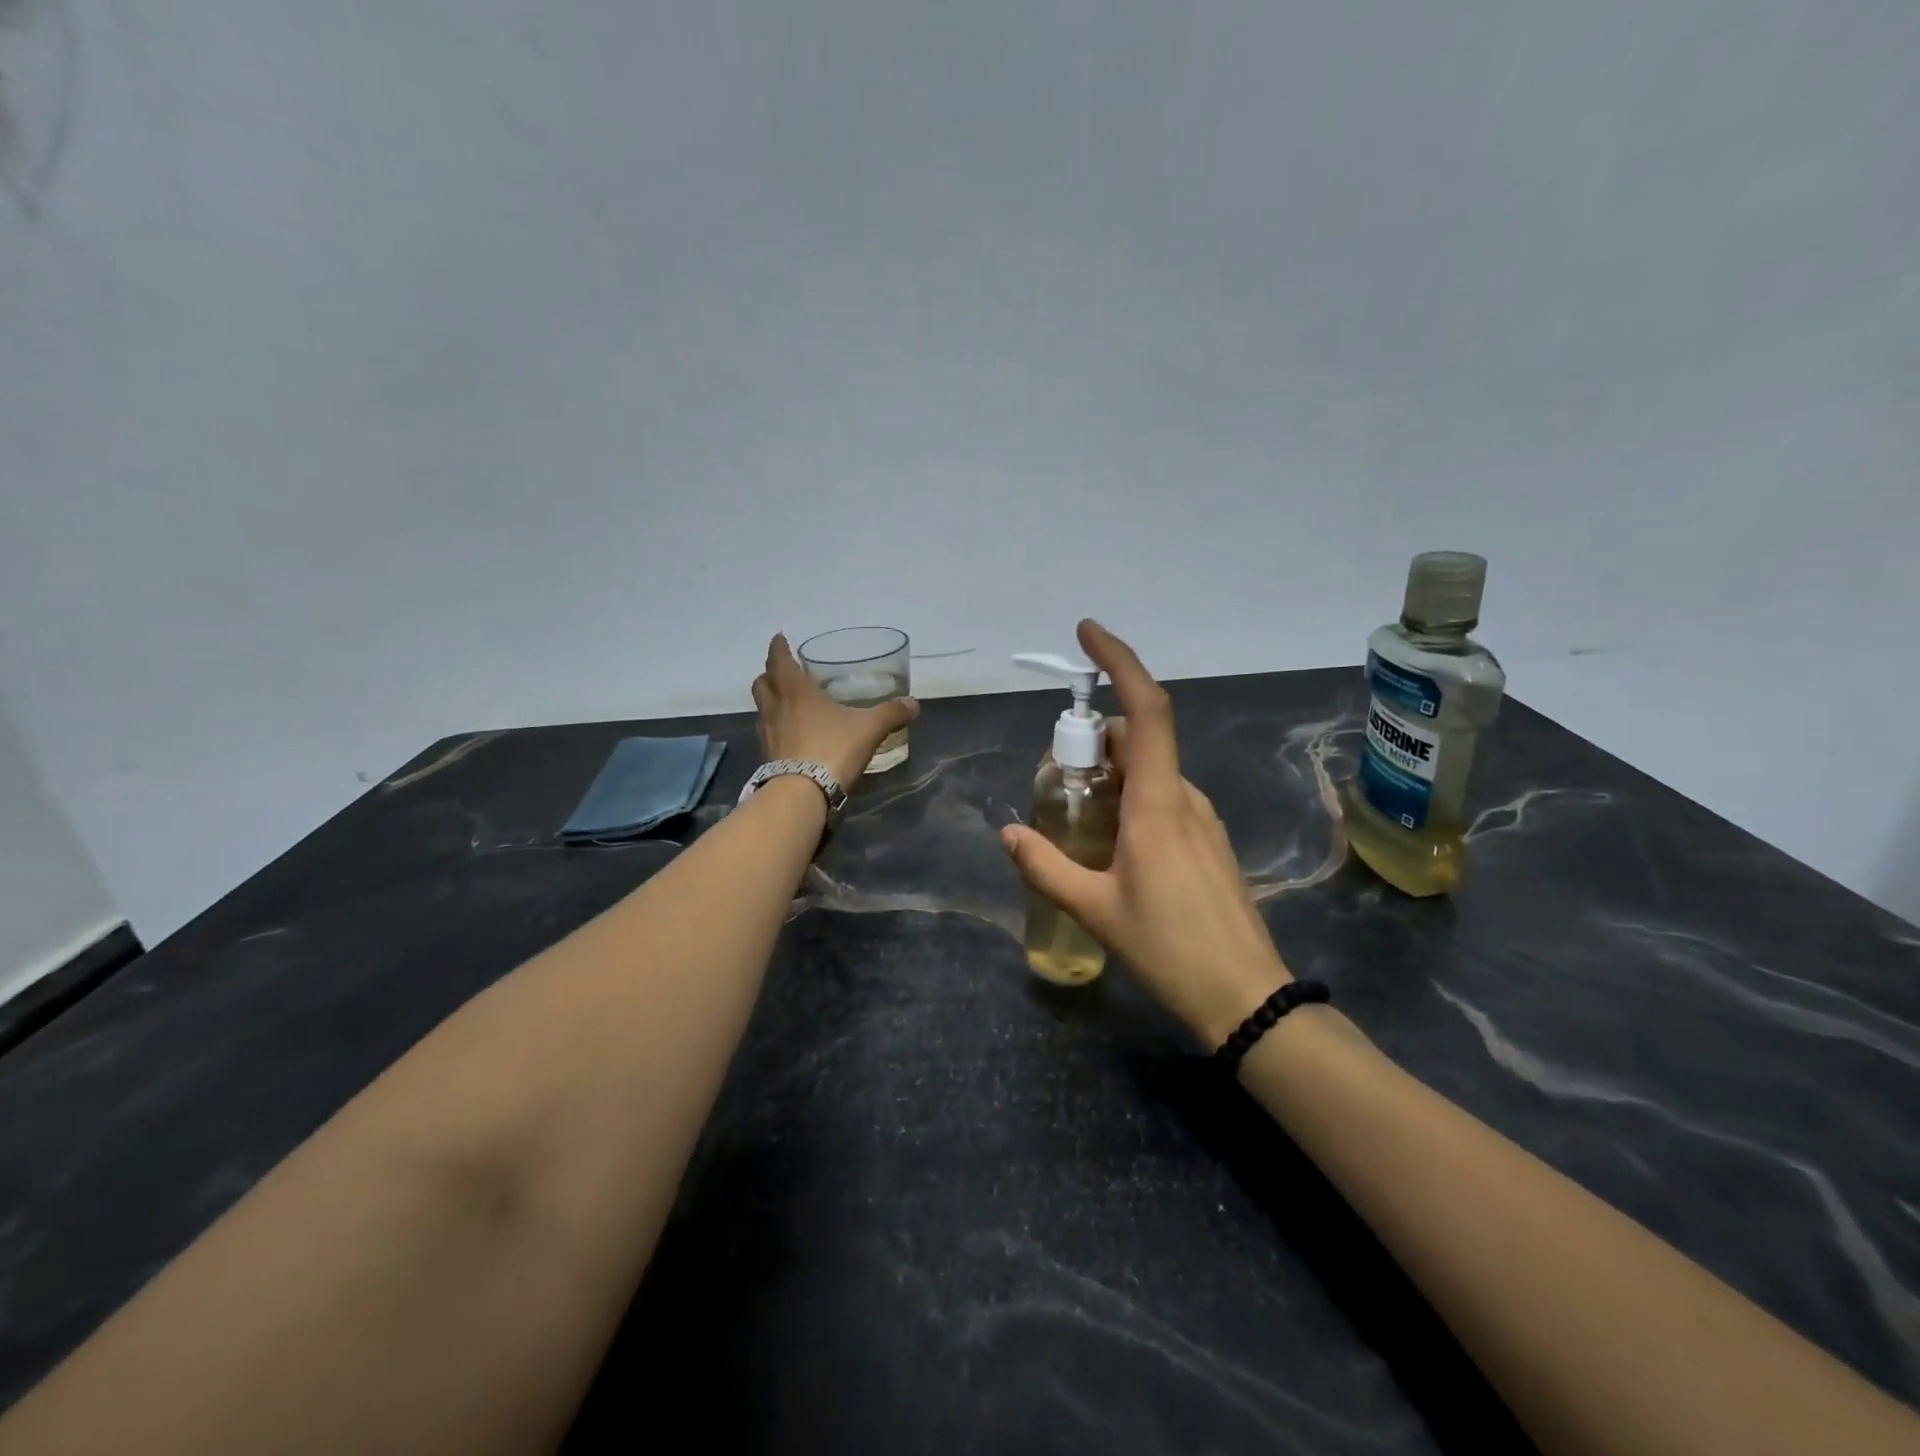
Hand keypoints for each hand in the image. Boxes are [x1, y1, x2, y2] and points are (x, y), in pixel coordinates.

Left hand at [752, 634, 919, 791]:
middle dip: (770, 675)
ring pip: (762, 709)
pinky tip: (790, 735)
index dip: (779, 648)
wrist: (802, 793)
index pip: (780, 661)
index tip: (779, 638)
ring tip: (786, 704)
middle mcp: (776, 708)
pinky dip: (776, 728)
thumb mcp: (869, 728)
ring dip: (771, 702)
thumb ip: (891, 714)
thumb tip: (913, 704)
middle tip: (782, 672)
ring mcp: (768, 734)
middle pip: (763, 683)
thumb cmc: (832, 748)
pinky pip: (768, 734)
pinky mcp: (767, 757)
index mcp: (796, 691)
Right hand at [1000, 620, 1289, 1044]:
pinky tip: (1108, 844)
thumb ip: (1044, 866)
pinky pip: (1163, 797)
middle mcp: (1184, 797)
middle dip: (1091, 739)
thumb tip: (1007, 833)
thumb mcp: (1094, 909)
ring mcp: (1201, 818)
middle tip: (1052, 777)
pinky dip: (1129, 797)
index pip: (1144, 710)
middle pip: (1137, 738)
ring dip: (1109, 774)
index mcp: (1157, 803)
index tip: (1087, 633)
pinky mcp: (1208, 840)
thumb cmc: (1169, 949)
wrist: (1246, 996)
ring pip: (1149, 770)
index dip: (1119, 663)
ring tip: (1073, 819)